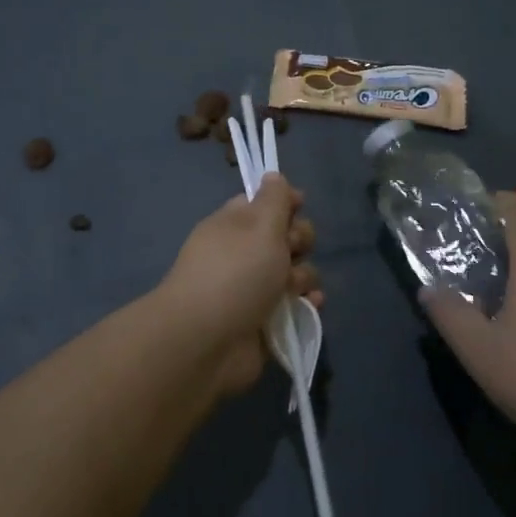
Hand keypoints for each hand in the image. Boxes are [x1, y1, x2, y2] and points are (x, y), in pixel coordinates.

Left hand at [158, 173, 319, 396]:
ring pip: (295, 273)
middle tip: (292, 250)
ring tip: (292, 288)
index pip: (264, 203)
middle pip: (286, 237)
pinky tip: (309, 305)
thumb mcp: (259, 224)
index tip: (300, 205)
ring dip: (303, 276)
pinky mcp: (265, 323)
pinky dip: (305, 305)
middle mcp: (243, 254)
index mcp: (234, 225)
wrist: (206, 340)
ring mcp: (253, 290)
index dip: (285, 202)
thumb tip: (273, 176)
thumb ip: (274, 199)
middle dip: (299, 240)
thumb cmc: (234, 272)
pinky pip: (295, 306)